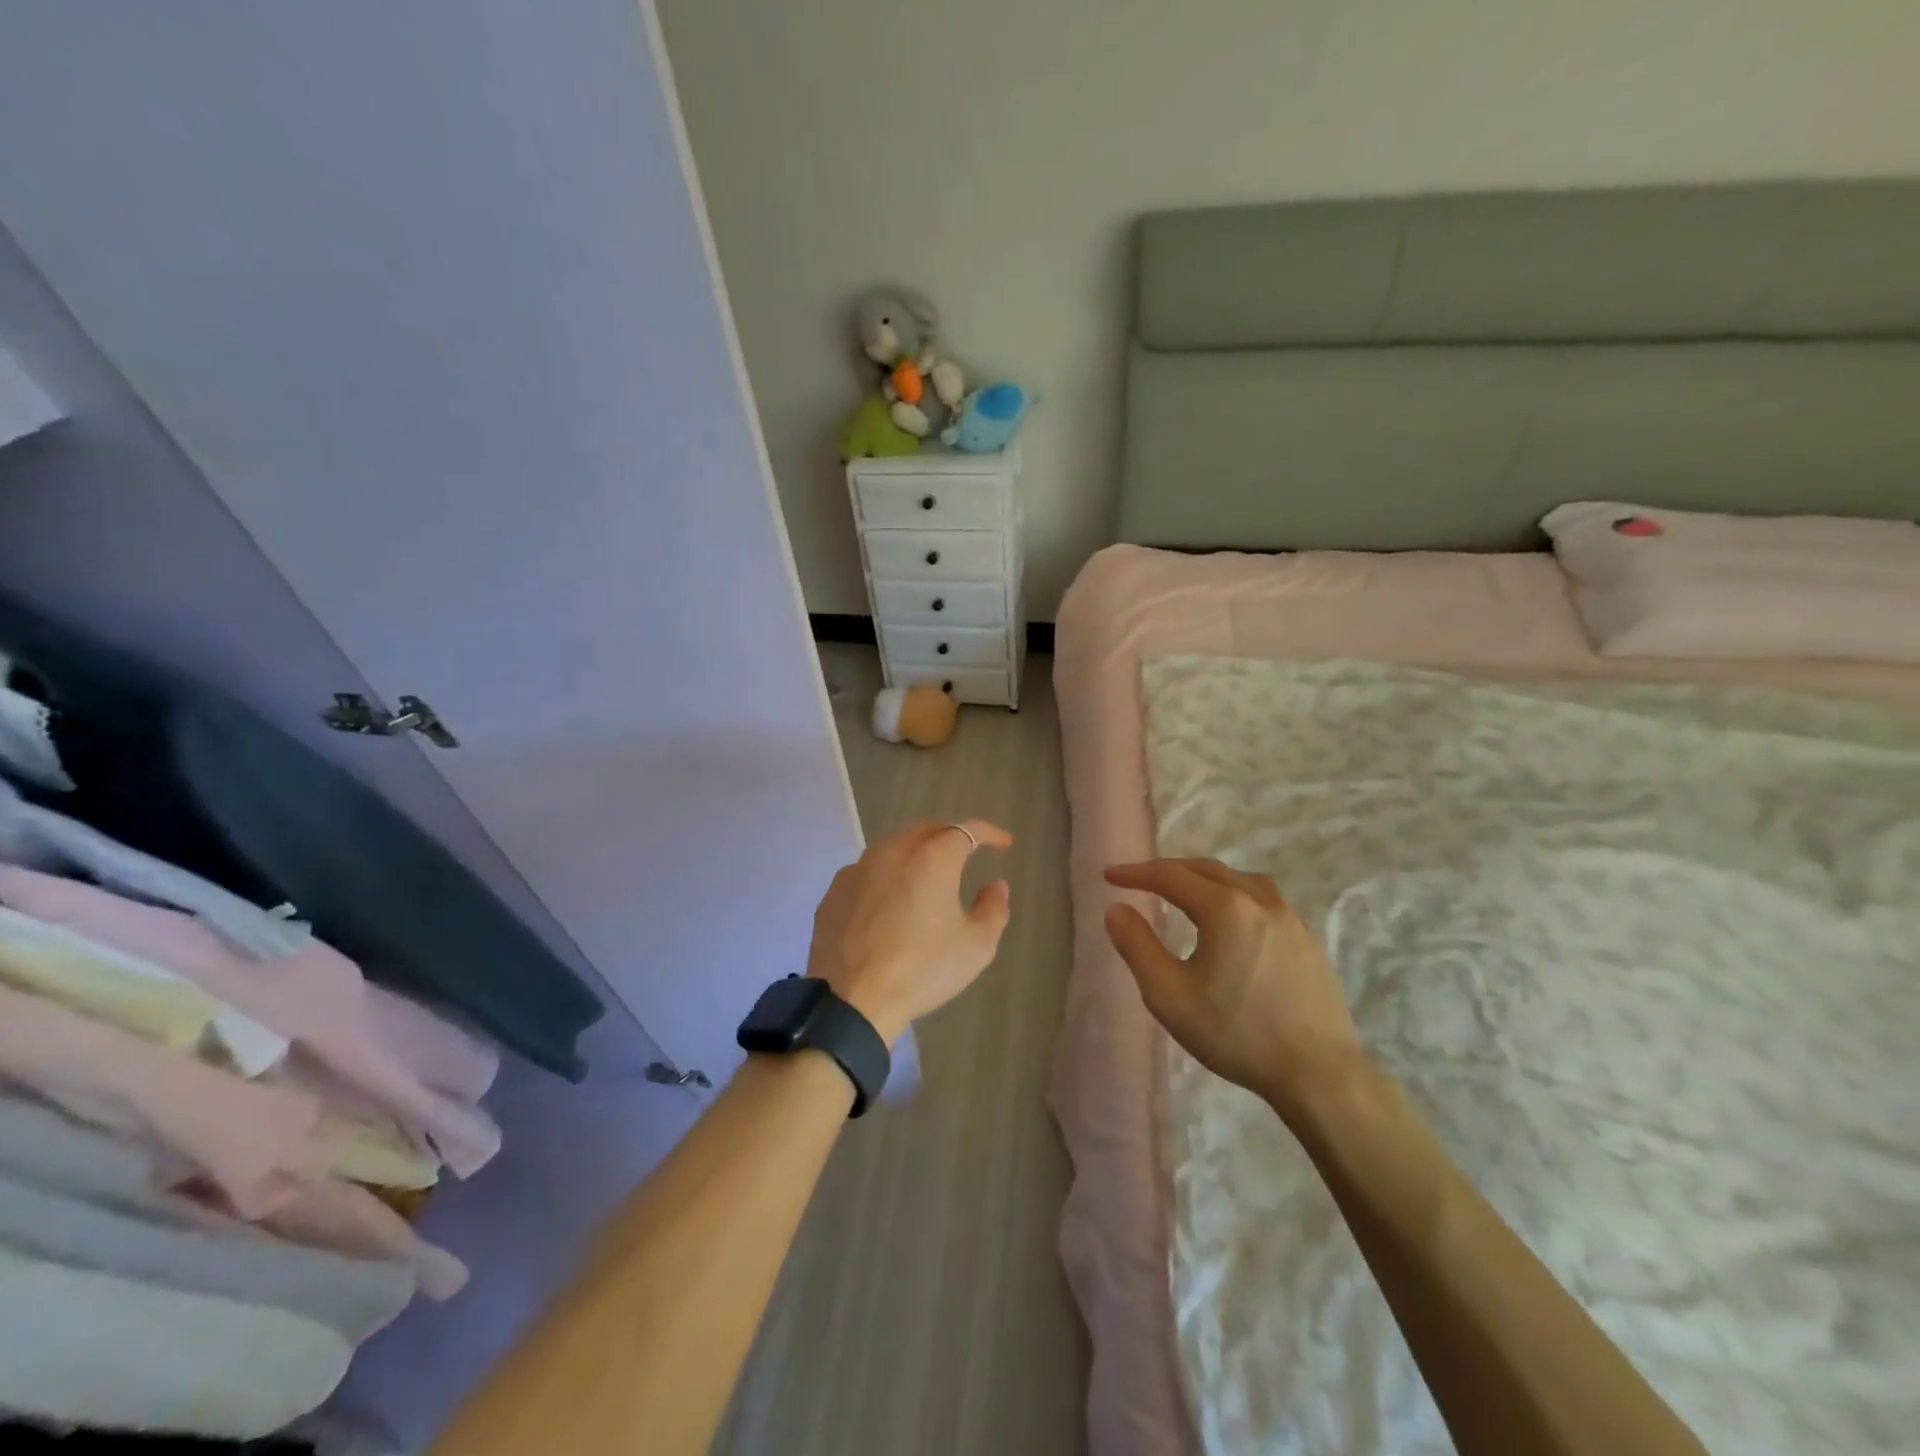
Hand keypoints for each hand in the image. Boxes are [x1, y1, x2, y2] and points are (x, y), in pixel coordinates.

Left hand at [808, 820, 1012, 1041]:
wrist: (853, 1000)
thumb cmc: (922, 970)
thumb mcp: (976, 947)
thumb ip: (993, 909)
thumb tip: (995, 885)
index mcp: (932, 858)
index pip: (967, 830)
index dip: (990, 833)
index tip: (1004, 844)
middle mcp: (893, 851)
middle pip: (927, 830)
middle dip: (950, 836)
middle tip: (965, 854)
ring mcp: (858, 869)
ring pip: (893, 846)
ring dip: (915, 852)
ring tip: (927, 874)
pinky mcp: (835, 891)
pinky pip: (867, 871)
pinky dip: (885, 876)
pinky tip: (888, 899)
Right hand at [1104, 859, 1364, 1118]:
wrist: (1320, 1074)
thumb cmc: (1237, 1034)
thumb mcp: (1169, 995)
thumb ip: (1137, 946)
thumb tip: (1116, 909)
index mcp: (1225, 907)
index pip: (1170, 876)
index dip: (1136, 873)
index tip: (1109, 875)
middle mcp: (1259, 900)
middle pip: (1206, 870)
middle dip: (1168, 871)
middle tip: (1140, 880)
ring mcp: (1290, 918)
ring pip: (1239, 880)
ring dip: (1205, 879)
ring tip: (1185, 893)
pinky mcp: (1307, 940)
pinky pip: (1263, 899)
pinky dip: (1234, 895)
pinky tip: (1232, 922)